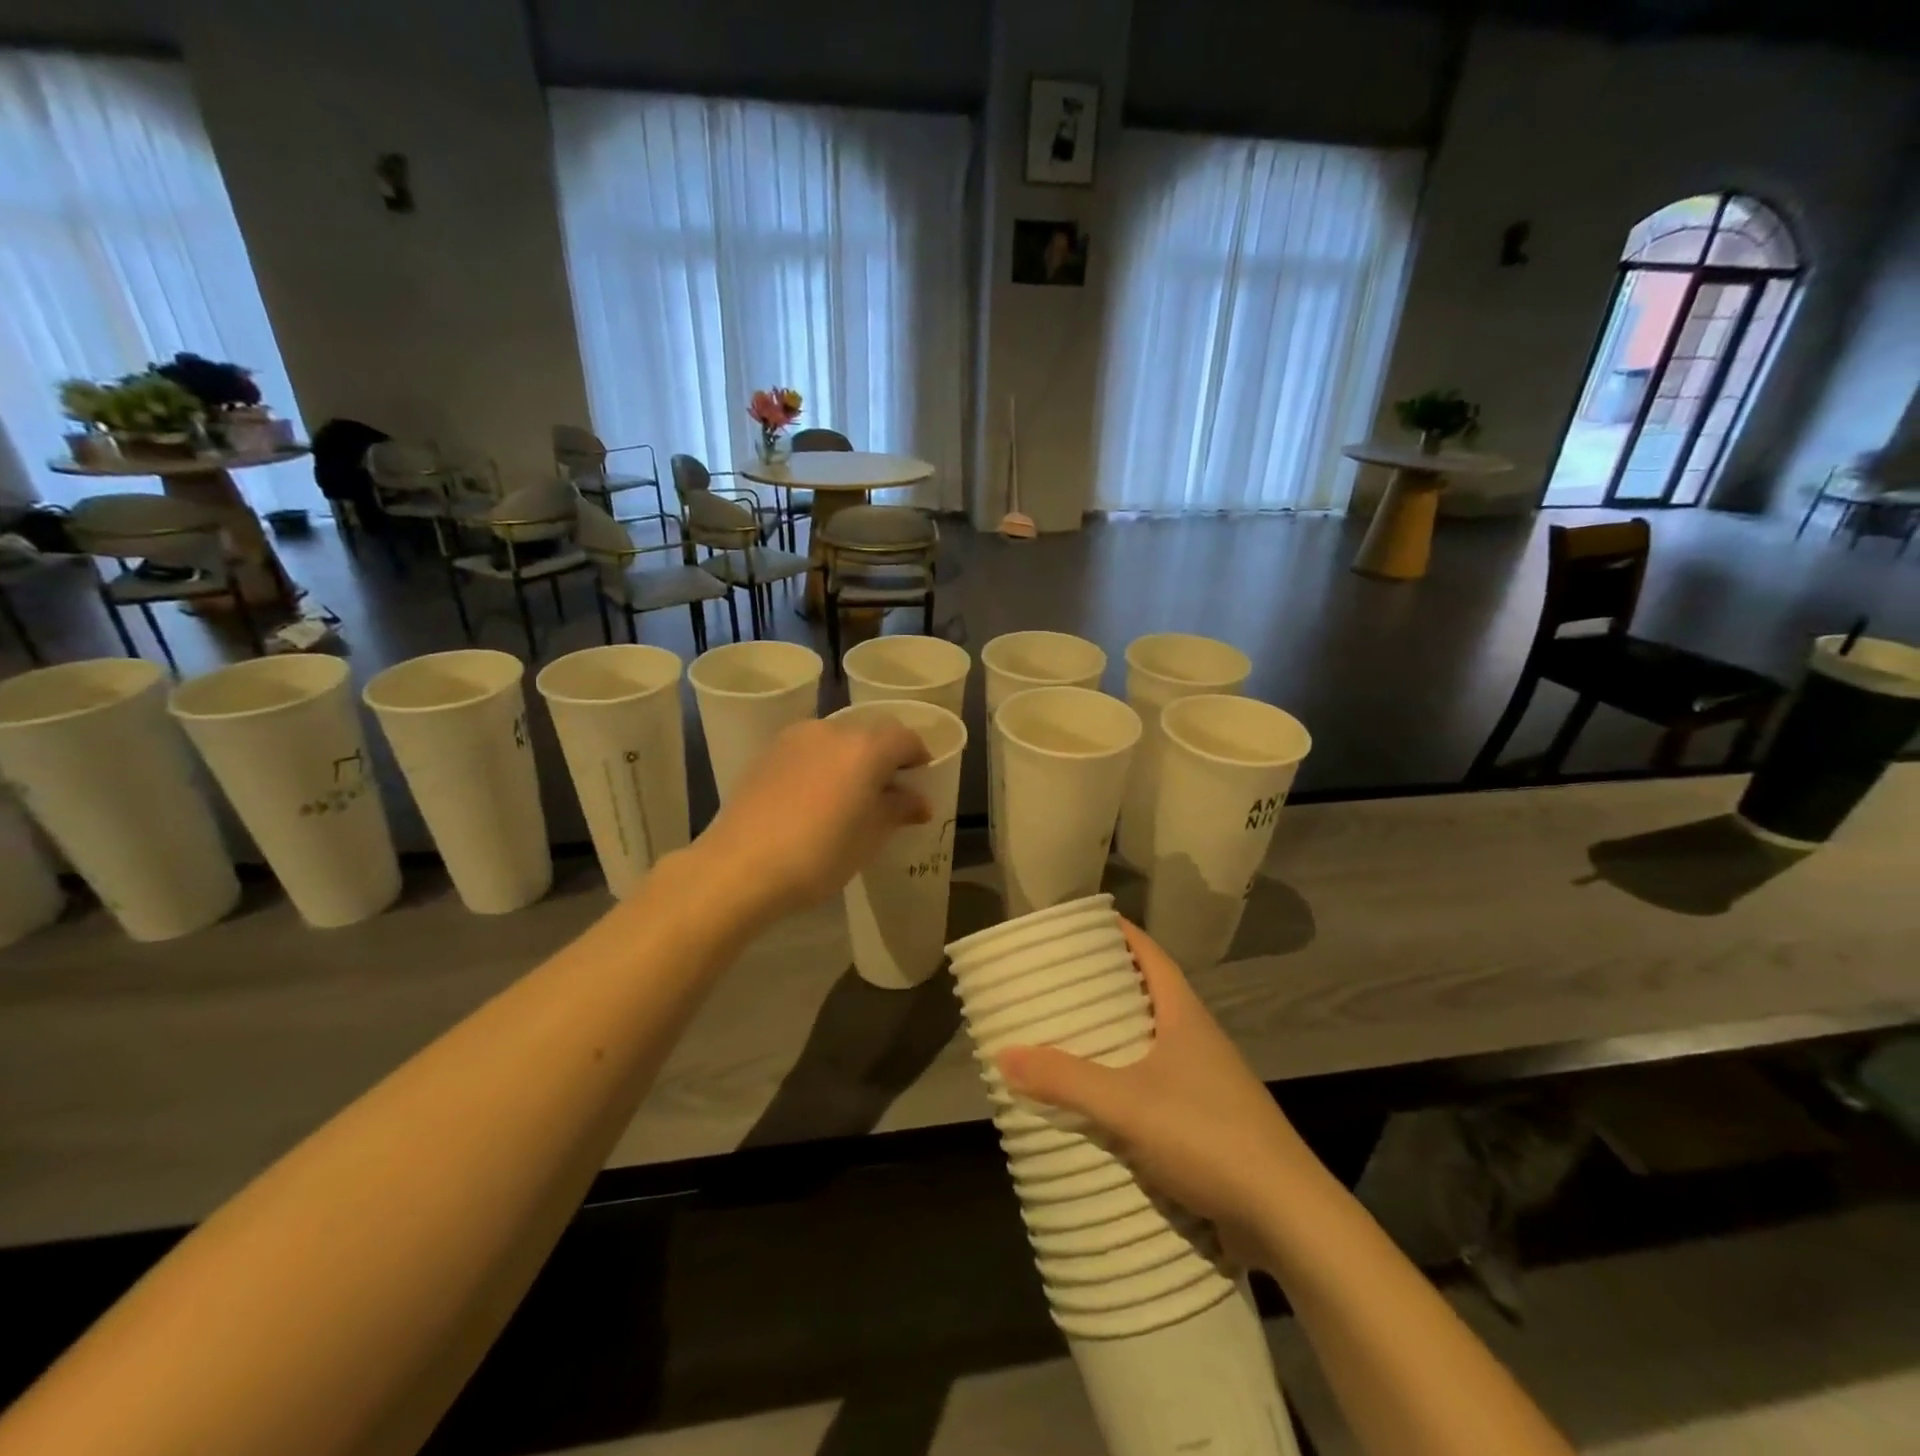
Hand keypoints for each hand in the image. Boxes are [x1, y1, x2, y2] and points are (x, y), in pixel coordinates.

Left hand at [694, 717, 930, 921]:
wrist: (740, 866)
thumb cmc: (819, 854)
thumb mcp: (871, 837)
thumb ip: (899, 810)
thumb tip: (919, 801)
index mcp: (865, 747)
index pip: (904, 738)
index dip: (918, 756)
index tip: (920, 780)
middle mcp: (831, 730)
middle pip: (870, 734)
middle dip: (884, 757)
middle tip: (886, 792)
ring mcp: (794, 739)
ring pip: (835, 740)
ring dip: (850, 760)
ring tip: (847, 797)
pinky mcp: (766, 754)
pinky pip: (807, 750)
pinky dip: (821, 765)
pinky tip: (813, 799)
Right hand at [996, 920, 1319, 1262]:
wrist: (1287, 1218)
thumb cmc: (1208, 1136)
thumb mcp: (1127, 1105)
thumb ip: (1065, 1080)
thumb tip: (1002, 1053)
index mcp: (1185, 1016)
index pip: (1151, 955)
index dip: (1120, 934)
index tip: (1083, 926)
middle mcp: (1198, 1039)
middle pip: (1149, 996)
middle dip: (1107, 987)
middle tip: (1059, 983)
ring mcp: (1208, 1082)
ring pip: (1153, 1044)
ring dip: (1116, 1038)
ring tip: (1069, 1037)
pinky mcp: (1210, 1123)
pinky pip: (1158, 1086)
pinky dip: (1127, 1082)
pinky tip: (1101, 1101)